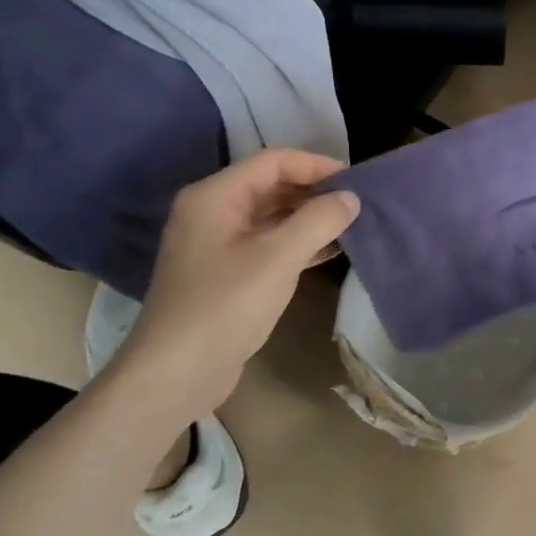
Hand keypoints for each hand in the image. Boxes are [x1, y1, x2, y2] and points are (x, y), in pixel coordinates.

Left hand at [113, 150, 359, 418]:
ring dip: (310, 217)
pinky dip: (298, 242)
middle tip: (359, 204)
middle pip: (272, 185)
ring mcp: (217, 243)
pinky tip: (330, 251)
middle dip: (315, 191)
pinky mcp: (226, 272)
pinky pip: (268, 242)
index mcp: (215, 196)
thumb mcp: (278, 258)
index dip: (317, 165)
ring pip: (272, 215)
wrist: (175, 373)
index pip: (273, 161)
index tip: (356, 181)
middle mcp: (212, 211)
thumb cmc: (225, 306)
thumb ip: (319, 221)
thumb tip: (351, 197)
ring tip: (352, 225)